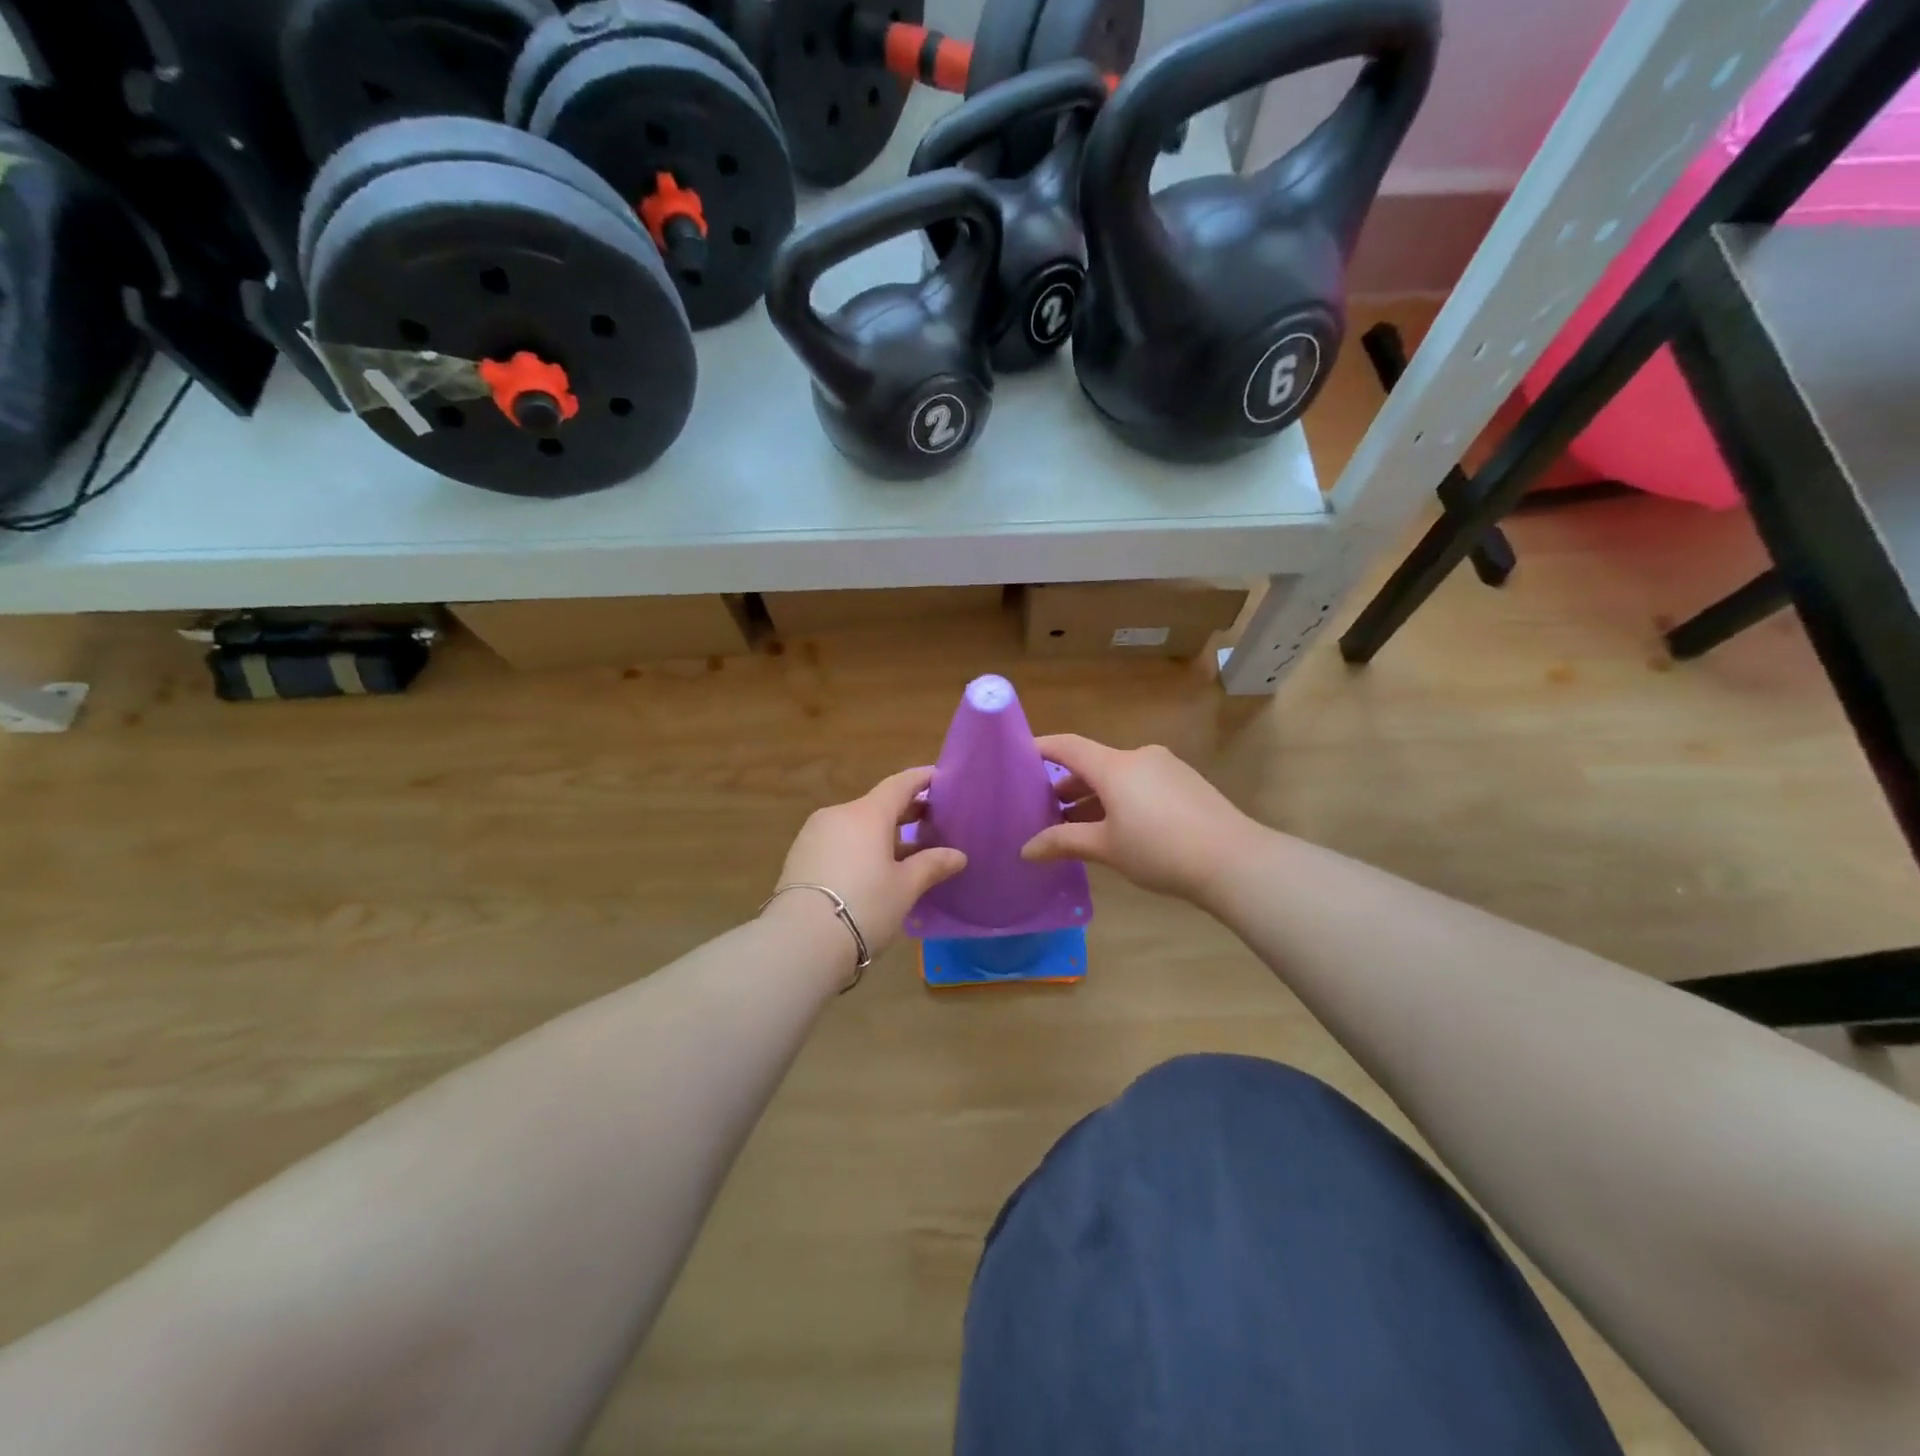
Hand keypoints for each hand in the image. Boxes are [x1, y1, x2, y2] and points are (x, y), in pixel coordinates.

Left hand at [770, 767, 967, 962]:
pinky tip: (873, 869)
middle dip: (906, 811)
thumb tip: (957, 855)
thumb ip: (932, 865)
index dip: (922, 779)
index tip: (940, 778)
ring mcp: (814, 835)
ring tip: (906, 852)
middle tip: (932, 821)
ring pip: (856, 825)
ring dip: (882, 833)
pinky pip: (838, 841)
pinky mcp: (799, 857)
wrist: (800, 941)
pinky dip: (860, 847)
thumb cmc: (864, 906)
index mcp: (867, 814)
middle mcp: (838, 815)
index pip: (899, 784)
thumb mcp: (905, 887)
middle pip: (877, 804)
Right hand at [1021, 735, 1255, 901]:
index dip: (1040, 747)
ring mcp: (1166, 767)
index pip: (1068, 746)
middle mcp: (1139, 757)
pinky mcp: (1186, 782)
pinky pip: (1142, 783)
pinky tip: (1118, 827)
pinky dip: (1121, 798)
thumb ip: (1064, 842)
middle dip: (1067, 784)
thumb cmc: (1159, 850)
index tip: (1018, 754)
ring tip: (1077, 824)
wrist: (1234, 860)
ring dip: (1095, 796)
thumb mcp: (1106, 848)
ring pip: (1119, 775)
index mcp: (1115, 766)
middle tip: (1043, 808)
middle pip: (1093, 763)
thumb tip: (1025, 850)